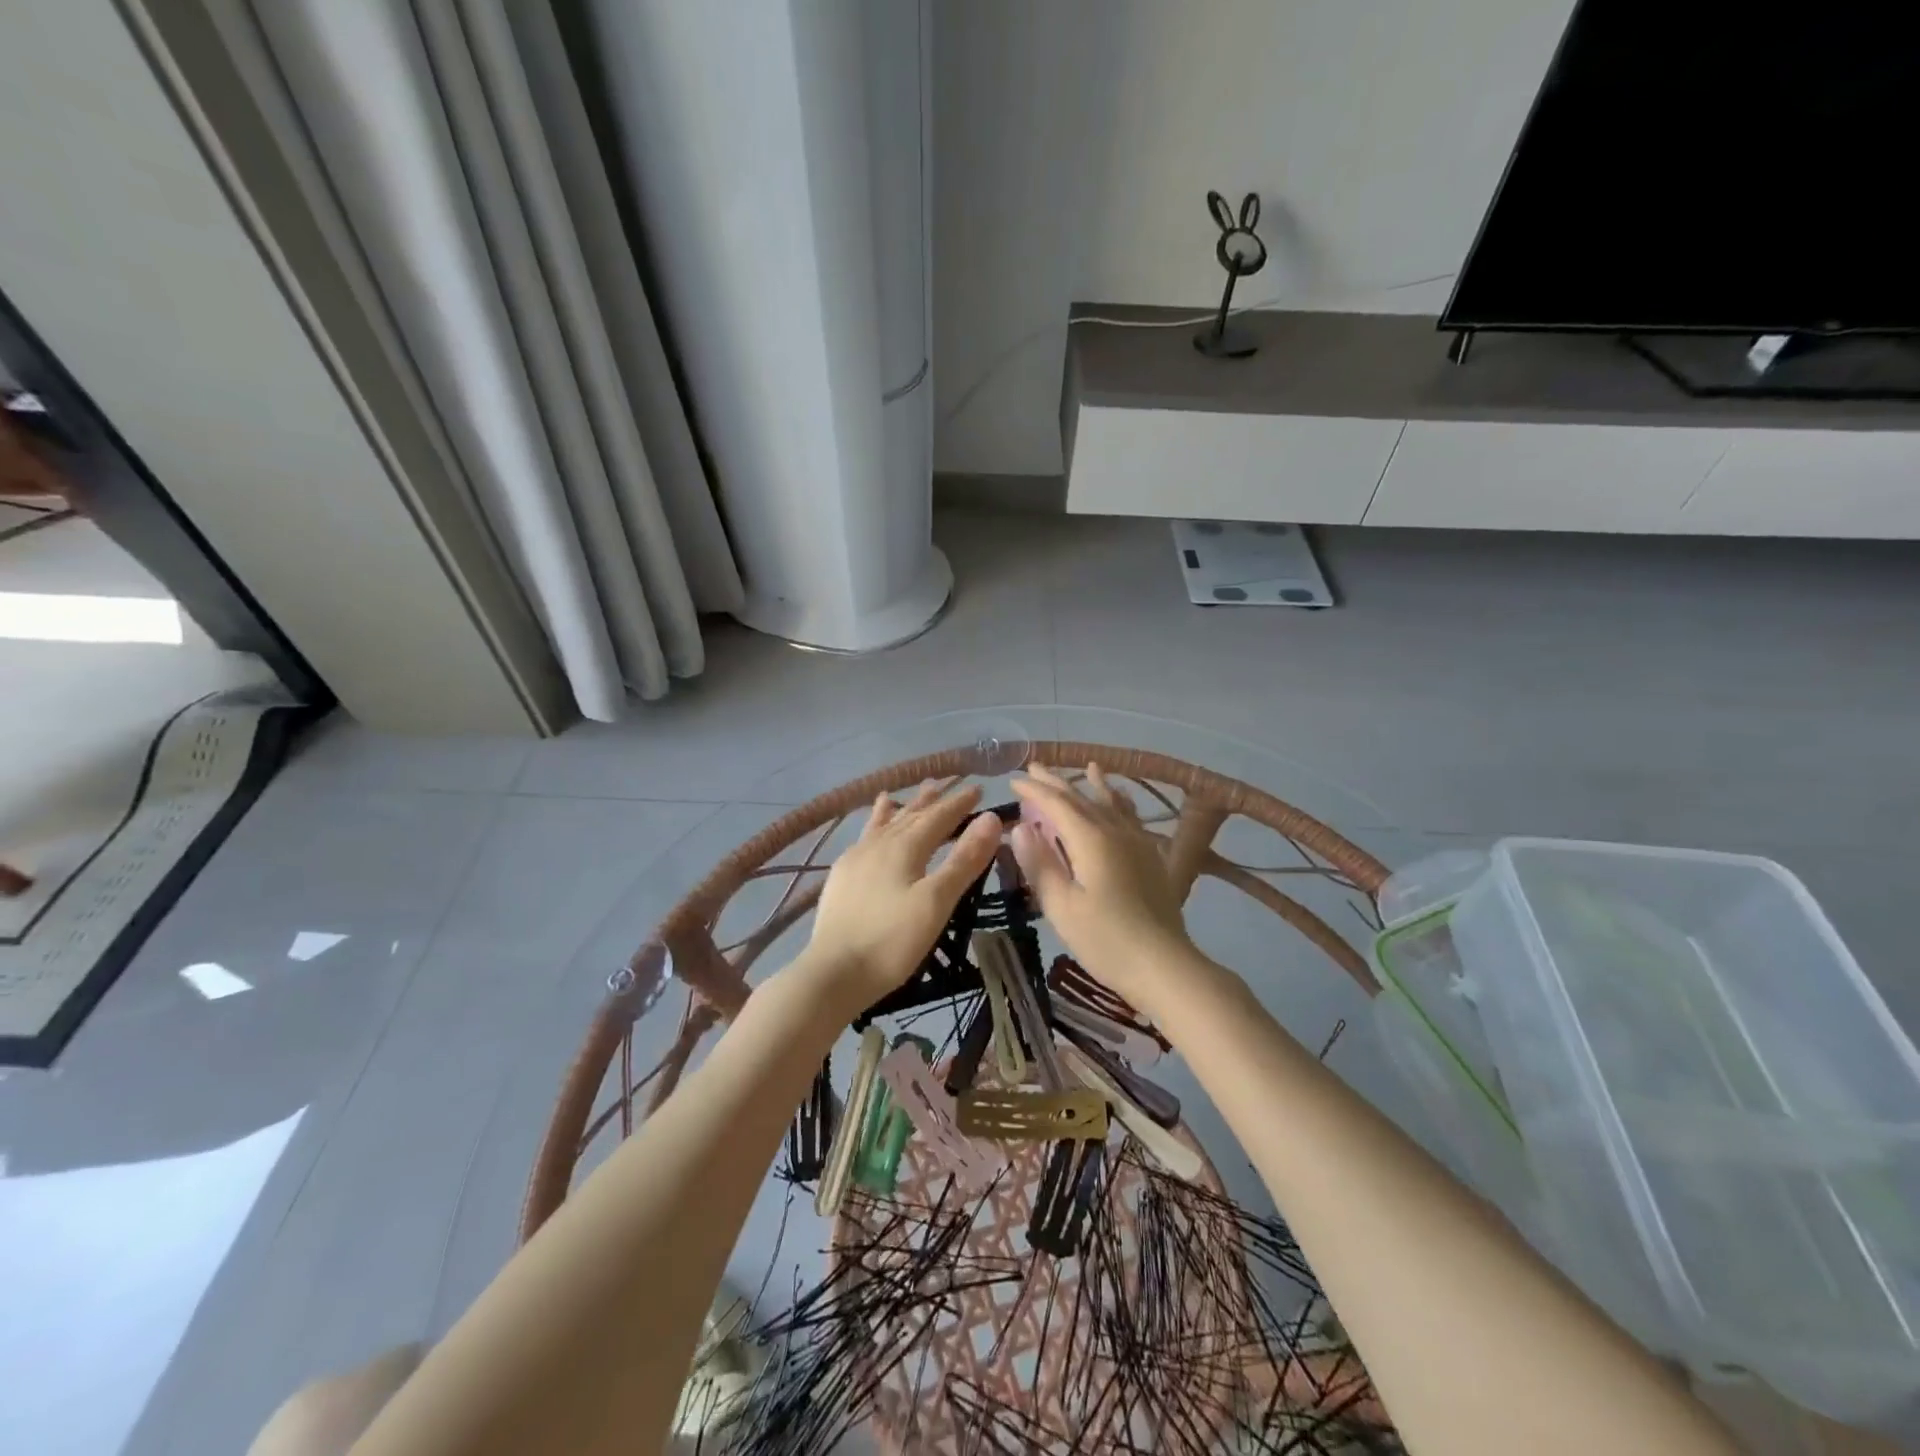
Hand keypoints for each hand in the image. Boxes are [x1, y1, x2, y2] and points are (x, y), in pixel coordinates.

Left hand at [798, 782, 1003, 1014]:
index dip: (959, 803)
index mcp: (905, 847)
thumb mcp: (937, 902)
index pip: (939, 817)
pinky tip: (871, 830)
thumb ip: (964, 859)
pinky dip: (874, 824)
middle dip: (933, 801)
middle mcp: (879, 844)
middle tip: (949, 784)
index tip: (978, 788)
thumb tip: (990, 818)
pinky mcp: (841, 877)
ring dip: (902, 808)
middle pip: (911, 815)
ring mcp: (856, 859)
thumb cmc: (892, 940)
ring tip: (907, 792)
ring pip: (885, 823)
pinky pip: (864, 837)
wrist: (834, 972)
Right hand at [1009, 763, 1198, 1018]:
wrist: (1165, 966)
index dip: (1034, 790)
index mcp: (1091, 840)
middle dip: (1057, 782)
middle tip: (1035, 767)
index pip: (1056, 804)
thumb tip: (1019, 828)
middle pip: (1083, 799)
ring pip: (1112, 804)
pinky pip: (1131, 817)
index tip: (1013, 779)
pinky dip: (1121, 802)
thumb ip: (1040, 864)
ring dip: (1094, 785)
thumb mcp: (1062, 907)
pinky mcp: (1151, 858)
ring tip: (1089, 767)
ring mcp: (1138, 844)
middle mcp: (1116, 832)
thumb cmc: (1106, 940)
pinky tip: (1122, 802)